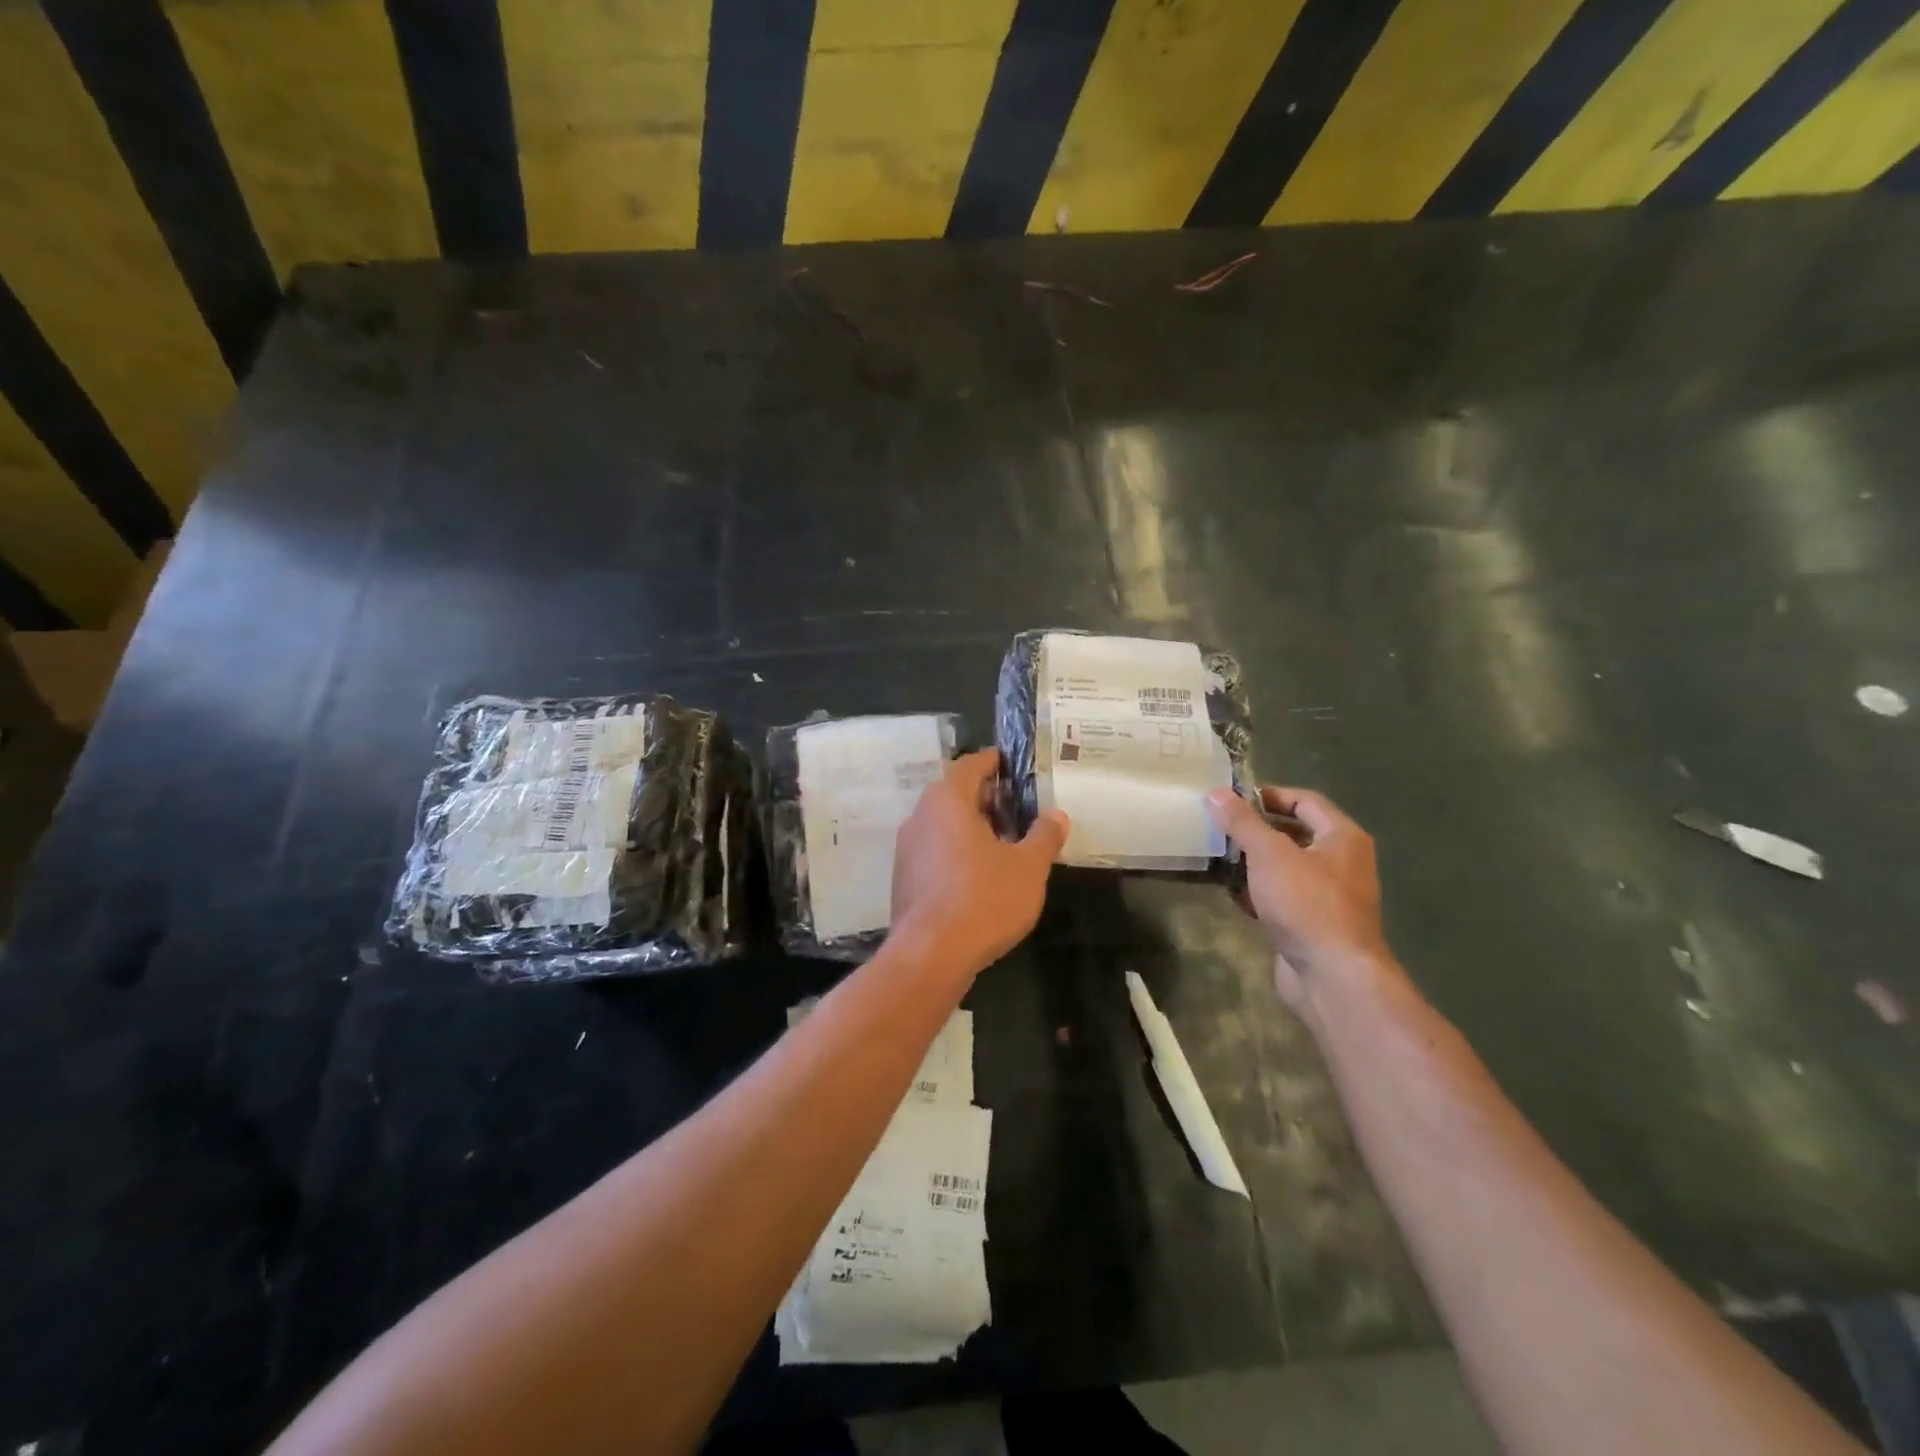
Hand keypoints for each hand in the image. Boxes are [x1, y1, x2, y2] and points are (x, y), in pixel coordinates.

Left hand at [891, 750, 1068, 978]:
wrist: (931, 954)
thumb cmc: (984, 899)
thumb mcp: (1028, 867)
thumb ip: (1044, 836)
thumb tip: (1056, 815)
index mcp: (947, 801)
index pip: (968, 766)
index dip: (991, 761)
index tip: (1007, 761)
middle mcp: (920, 817)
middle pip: (953, 794)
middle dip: (984, 797)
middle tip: (1014, 806)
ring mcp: (907, 849)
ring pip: (942, 824)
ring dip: (970, 826)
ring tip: (1003, 841)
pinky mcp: (904, 879)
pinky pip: (934, 850)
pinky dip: (956, 850)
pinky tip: (979, 873)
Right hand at [1205, 785, 1391, 1003]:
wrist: (1333, 976)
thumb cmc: (1307, 904)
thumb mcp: (1269, 854)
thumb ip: (1242, 822)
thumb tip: (1216, 792)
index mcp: (1343, 837)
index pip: (1305, 801)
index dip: (1269, 795)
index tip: (1232, 800)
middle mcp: (1342, 862)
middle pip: (1294, 834)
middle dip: (1257, 831)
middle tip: (1220, 828)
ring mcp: (1329, 896)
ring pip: (1286, 868)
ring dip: (1254, 863)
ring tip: (1219, 858)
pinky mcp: (1313, 924)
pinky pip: (1283, 897)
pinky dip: (1259, 893)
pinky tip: (1232, 894)